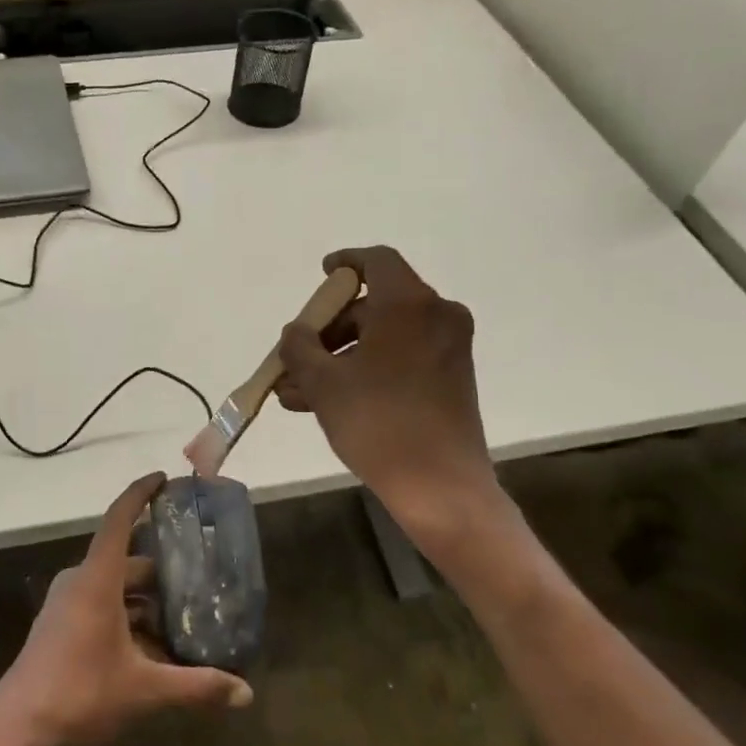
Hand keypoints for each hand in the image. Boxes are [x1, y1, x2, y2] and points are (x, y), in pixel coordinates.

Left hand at [0, 473, 252, 745]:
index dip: (140, 494)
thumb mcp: (144, 690)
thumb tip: (246, 694)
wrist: (15, 730)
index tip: (163, 478)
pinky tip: (154, 650)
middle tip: (201, 580)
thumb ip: (196, 687)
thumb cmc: (79, 694)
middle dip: (163, 572)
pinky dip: (129, 619)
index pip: (119, 520)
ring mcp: (66, 605)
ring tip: (185, 620)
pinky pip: (101, 607)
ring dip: (147, 602)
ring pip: (115, 589)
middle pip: (127, 562)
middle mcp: (80, 582)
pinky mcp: (60, 626)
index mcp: (97, 580)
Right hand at [276, 247, 498, 536]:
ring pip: (383, 339)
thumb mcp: (324, 383)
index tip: (322, 275)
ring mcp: (448, 349)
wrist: (439, 484)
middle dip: (329, 330)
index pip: (376, 260)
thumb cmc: (377, 422)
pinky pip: (400, 360)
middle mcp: (436, 316)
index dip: (345, 263)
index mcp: (409, 304)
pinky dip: (366, 371)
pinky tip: (325, 403)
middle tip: (296, 356)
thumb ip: (300, 348)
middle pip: (374, 306)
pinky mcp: (451, 378)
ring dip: (340, 358)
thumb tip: (294, 333)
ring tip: (296, 393)